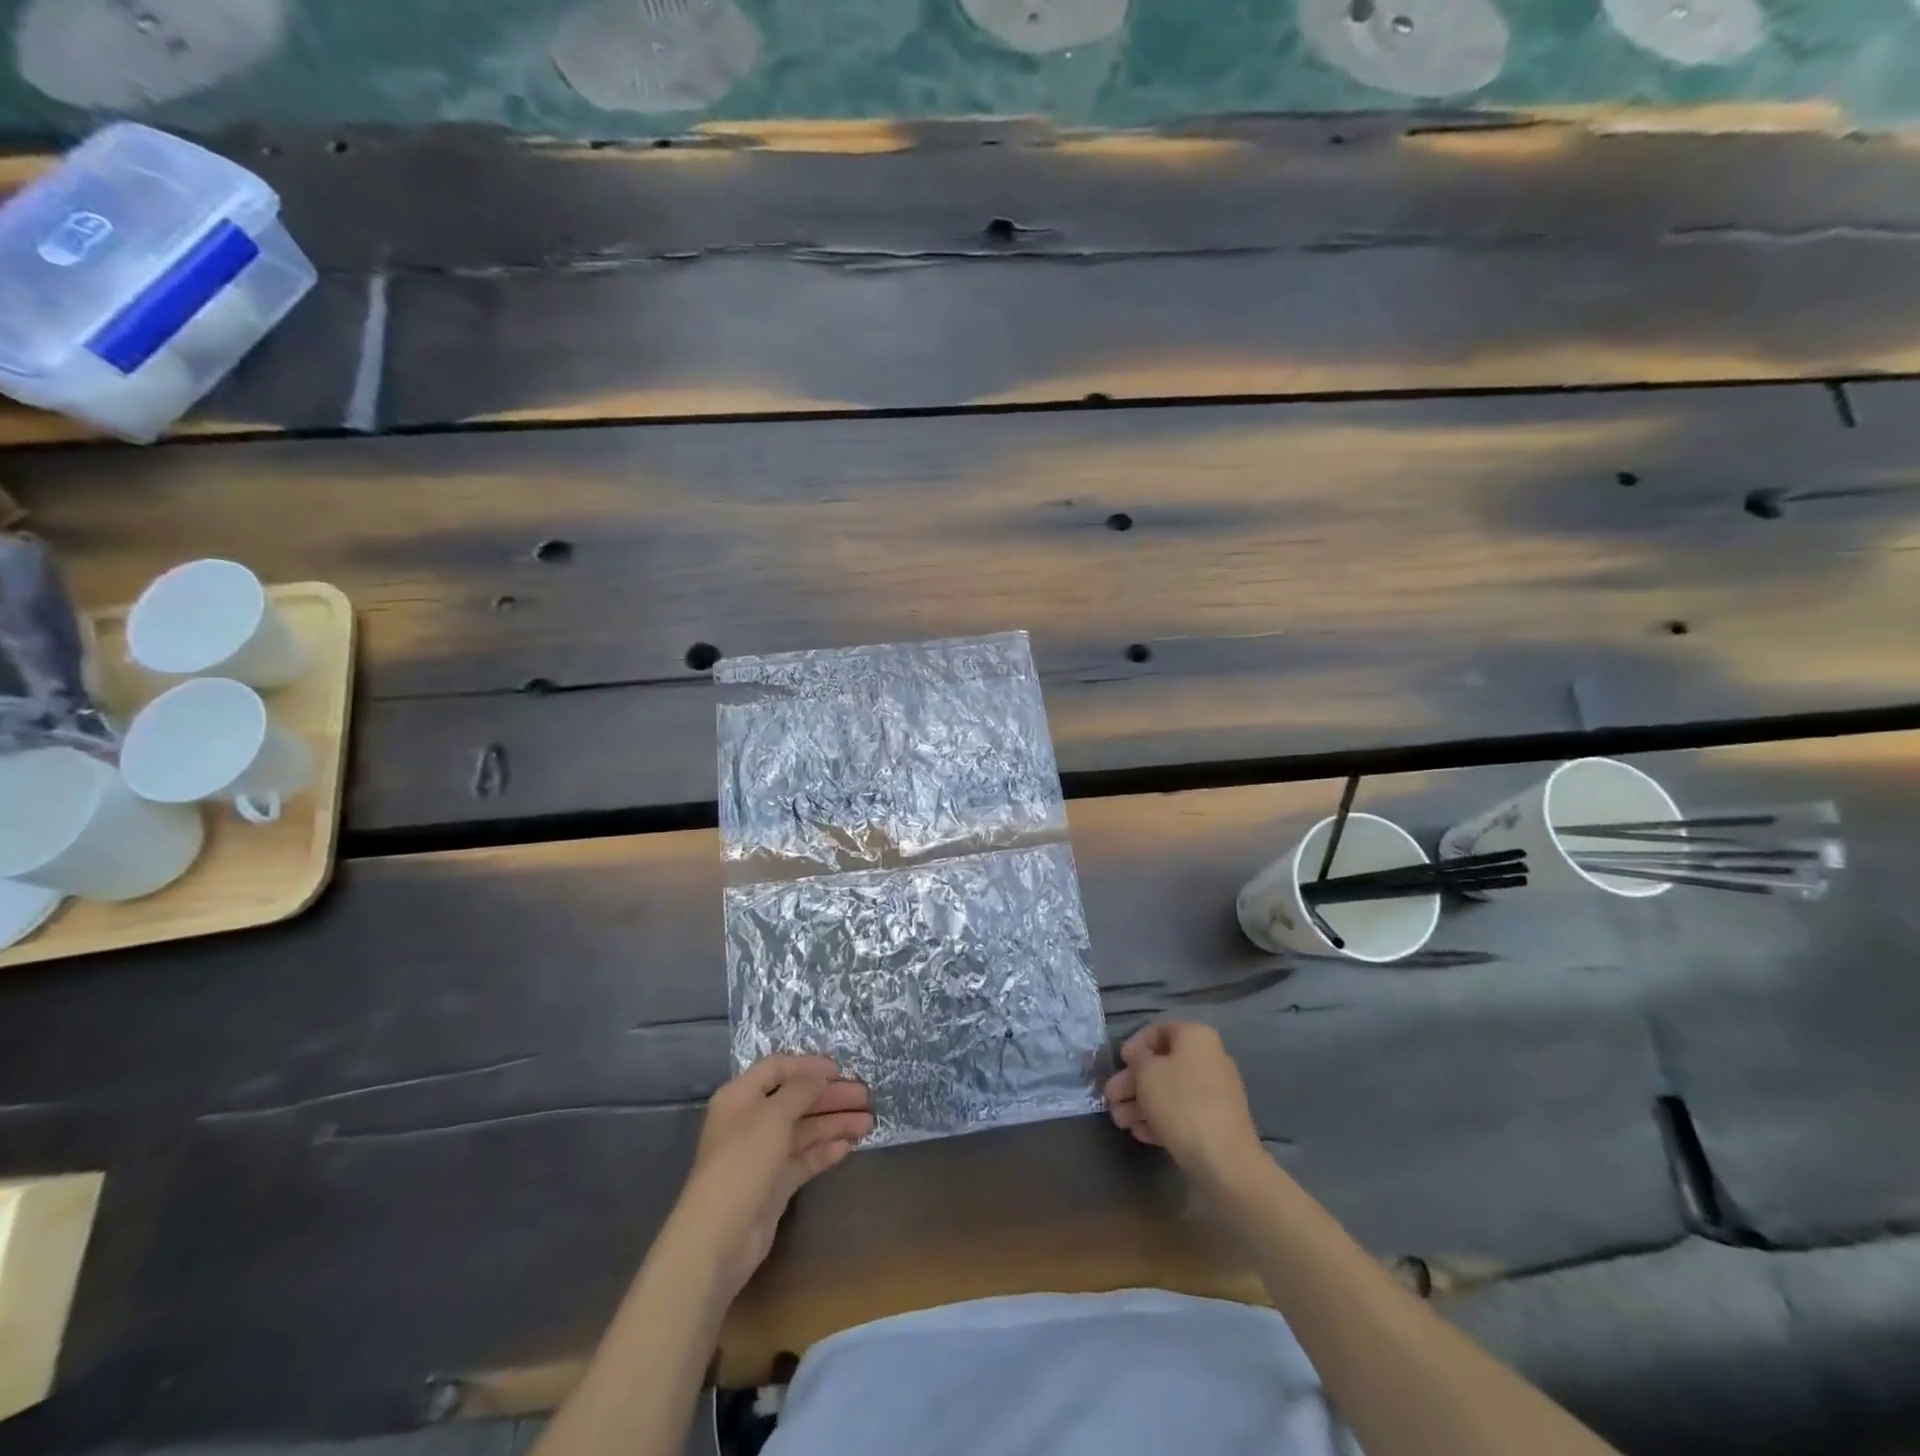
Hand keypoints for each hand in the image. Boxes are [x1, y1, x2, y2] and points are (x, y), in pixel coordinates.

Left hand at [676, 1055, 872, 1299]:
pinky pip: (804, 1158)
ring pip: (804, 1130)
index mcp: (741, 1097)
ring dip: (834, 1123)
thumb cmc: (743, 1161)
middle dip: (830, 1096)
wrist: (720, 1237)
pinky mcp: (774, 1184)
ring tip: (867, 1123)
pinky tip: (848, 1146)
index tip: (840, 1070)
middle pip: (796, 1100)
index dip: (809, 1066)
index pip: (778, 1068)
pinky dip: (825, 1150)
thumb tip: (821, 1074)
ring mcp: (763, 1154)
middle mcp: (751, 1121)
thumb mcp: (773, 1115)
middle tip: (865, 1097)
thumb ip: (801, 1089)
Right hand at [1104, 1021, 1261, 1186]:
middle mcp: (1209, 1058)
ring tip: (1119, 1121)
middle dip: (1132, 1082)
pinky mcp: (1216, 1122)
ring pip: (1170, 1091)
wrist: (1224, 1159)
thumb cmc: (1180, 1103)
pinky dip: (1160, 1118)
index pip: (1158, 1031)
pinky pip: (1183, 1112)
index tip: (1119, 1063)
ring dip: (1141, 1103)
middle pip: (1162, 1064)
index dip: (1134, 1045)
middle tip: (1110, 1098)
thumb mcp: (1146, 1073)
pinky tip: (1139, 1132)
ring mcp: (1215, 1092)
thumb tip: (1138, 1056)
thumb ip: (1137, 1058)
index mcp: (1196, 1037)